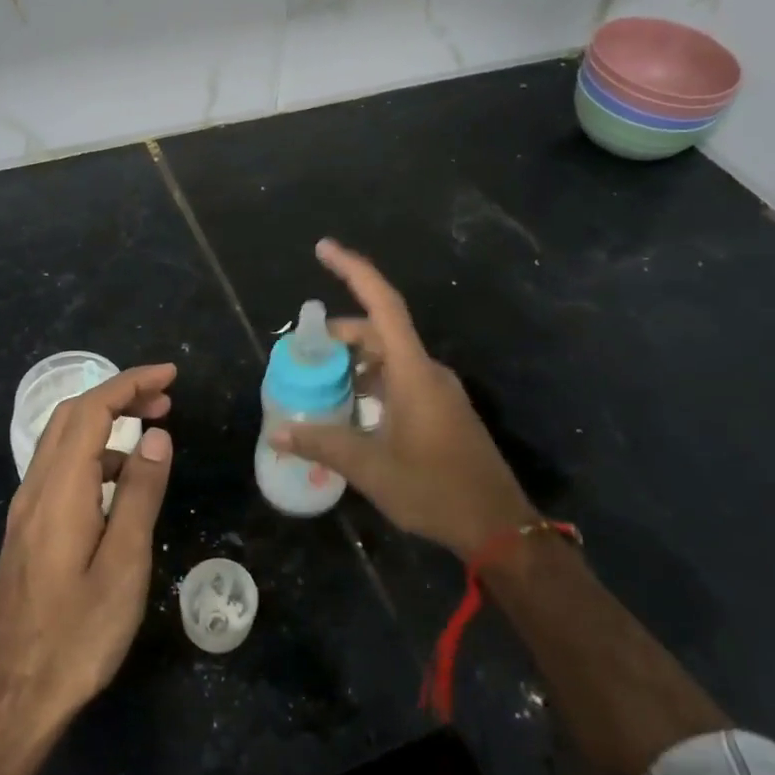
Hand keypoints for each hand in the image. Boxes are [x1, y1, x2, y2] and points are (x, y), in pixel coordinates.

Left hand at [0, 364, 176, 736]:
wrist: (9, 701)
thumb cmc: (75, 636)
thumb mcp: (123, 565)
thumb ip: (139, 494)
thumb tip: (156, 437)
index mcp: (59, 491)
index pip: (91, 411)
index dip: (130, 383)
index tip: (170, 376)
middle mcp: (35, 490)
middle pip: (71, 417)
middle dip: (118, 395)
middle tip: (165, 400)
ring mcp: (25, 512)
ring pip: (62, 443)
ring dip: (104, 425)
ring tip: (150, 436)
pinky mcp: (26, 534)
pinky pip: (59, 472)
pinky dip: (92, 456)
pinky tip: (118, 484)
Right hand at [272, 242, 535, 559]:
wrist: (497, 526)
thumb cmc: (435, 489)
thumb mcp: (371, 468)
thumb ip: (323, 444)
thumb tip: (277, 432)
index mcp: (413, 371)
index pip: (382, 304)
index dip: (353, 270)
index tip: (323, 248)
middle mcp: (427, 371)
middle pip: (379, 331)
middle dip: (339, 334)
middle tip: (302, 351)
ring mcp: (437, 390)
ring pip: (389, 358)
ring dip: (354, 362)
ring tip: (319, 382)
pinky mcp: (441, 410)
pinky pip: (400, 379)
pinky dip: (371, 382)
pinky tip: (350, 408)